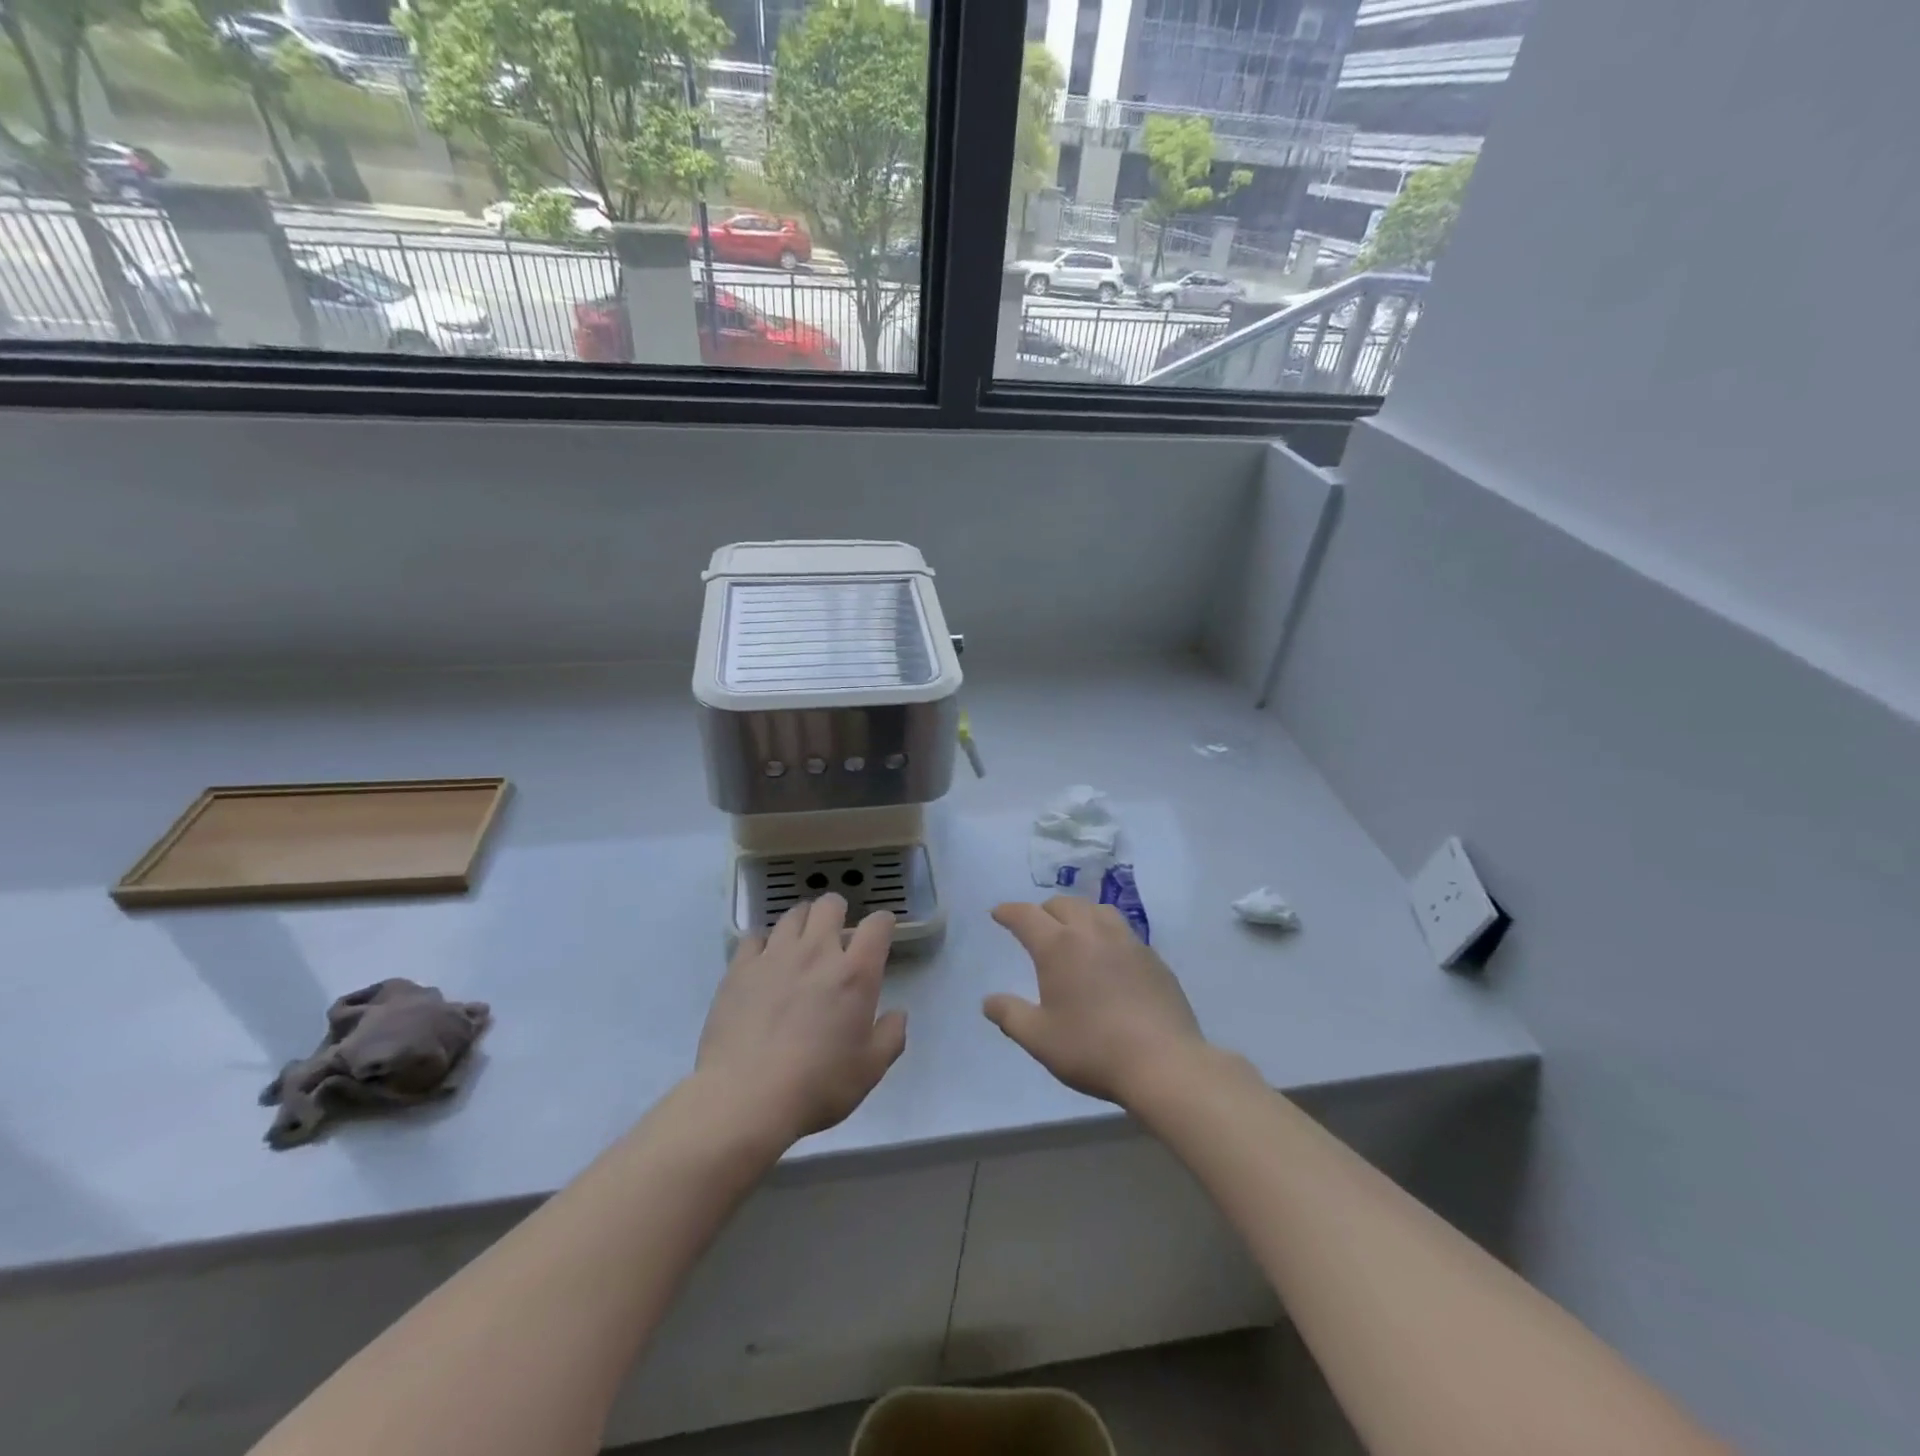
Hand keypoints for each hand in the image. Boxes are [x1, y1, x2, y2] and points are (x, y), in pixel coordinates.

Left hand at [697, 894, 906, 1144]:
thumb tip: (897, 1014)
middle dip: (838, 913)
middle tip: (836, 936)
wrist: (745, 1099)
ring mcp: (775, 956)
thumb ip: (891, 1036)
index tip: (880, 936)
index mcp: (855, 973)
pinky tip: (763, 964)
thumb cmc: (817, 1086)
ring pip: (792, 914)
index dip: (882, 924)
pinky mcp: (740, 969)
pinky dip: (764, 944)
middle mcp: (817, 952)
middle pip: (830, 905)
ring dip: (803, 923)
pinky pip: (754, 938)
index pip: (878, 925)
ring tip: (800, 944)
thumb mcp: (870, 1070)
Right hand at [984, 897, 1207, 1108]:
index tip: (998, 913)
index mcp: (1058, 946)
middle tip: (1036, 928)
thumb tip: (989, 1001)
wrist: (1163, 1062)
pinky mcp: (1153, 957)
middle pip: (1063, 904)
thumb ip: (1010, 1015)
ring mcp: (1127, 941)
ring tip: (1073, 931)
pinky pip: (1122, 930)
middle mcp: (1092, 932)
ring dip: (1078, 913)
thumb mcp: (1039, 1039)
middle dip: (1044, 910)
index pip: (1026, 916)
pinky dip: (1106, 932)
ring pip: (1097, 909)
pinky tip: (1108, 956)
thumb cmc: (1092, 1048)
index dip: (1009, 912)